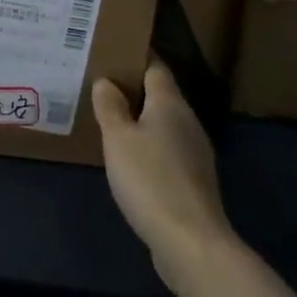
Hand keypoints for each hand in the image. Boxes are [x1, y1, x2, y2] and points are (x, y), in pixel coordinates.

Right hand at [93, 60, 237, 291]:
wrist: (191, 243)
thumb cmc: (149, 178)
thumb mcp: (118, 138)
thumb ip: (110, 106)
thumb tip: (106, 81)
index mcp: (170, 103)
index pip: (154, 67)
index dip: (135, 58)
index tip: (111, 53)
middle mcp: (187, 122)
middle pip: (160, 96)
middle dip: (134, 90)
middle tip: (101, 87)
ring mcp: (195, 154)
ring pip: (164, 125)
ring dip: (140, 122)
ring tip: (110, 122)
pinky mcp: (194, 182)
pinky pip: (167, 152)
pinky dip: (149, 149)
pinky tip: (129, 161)